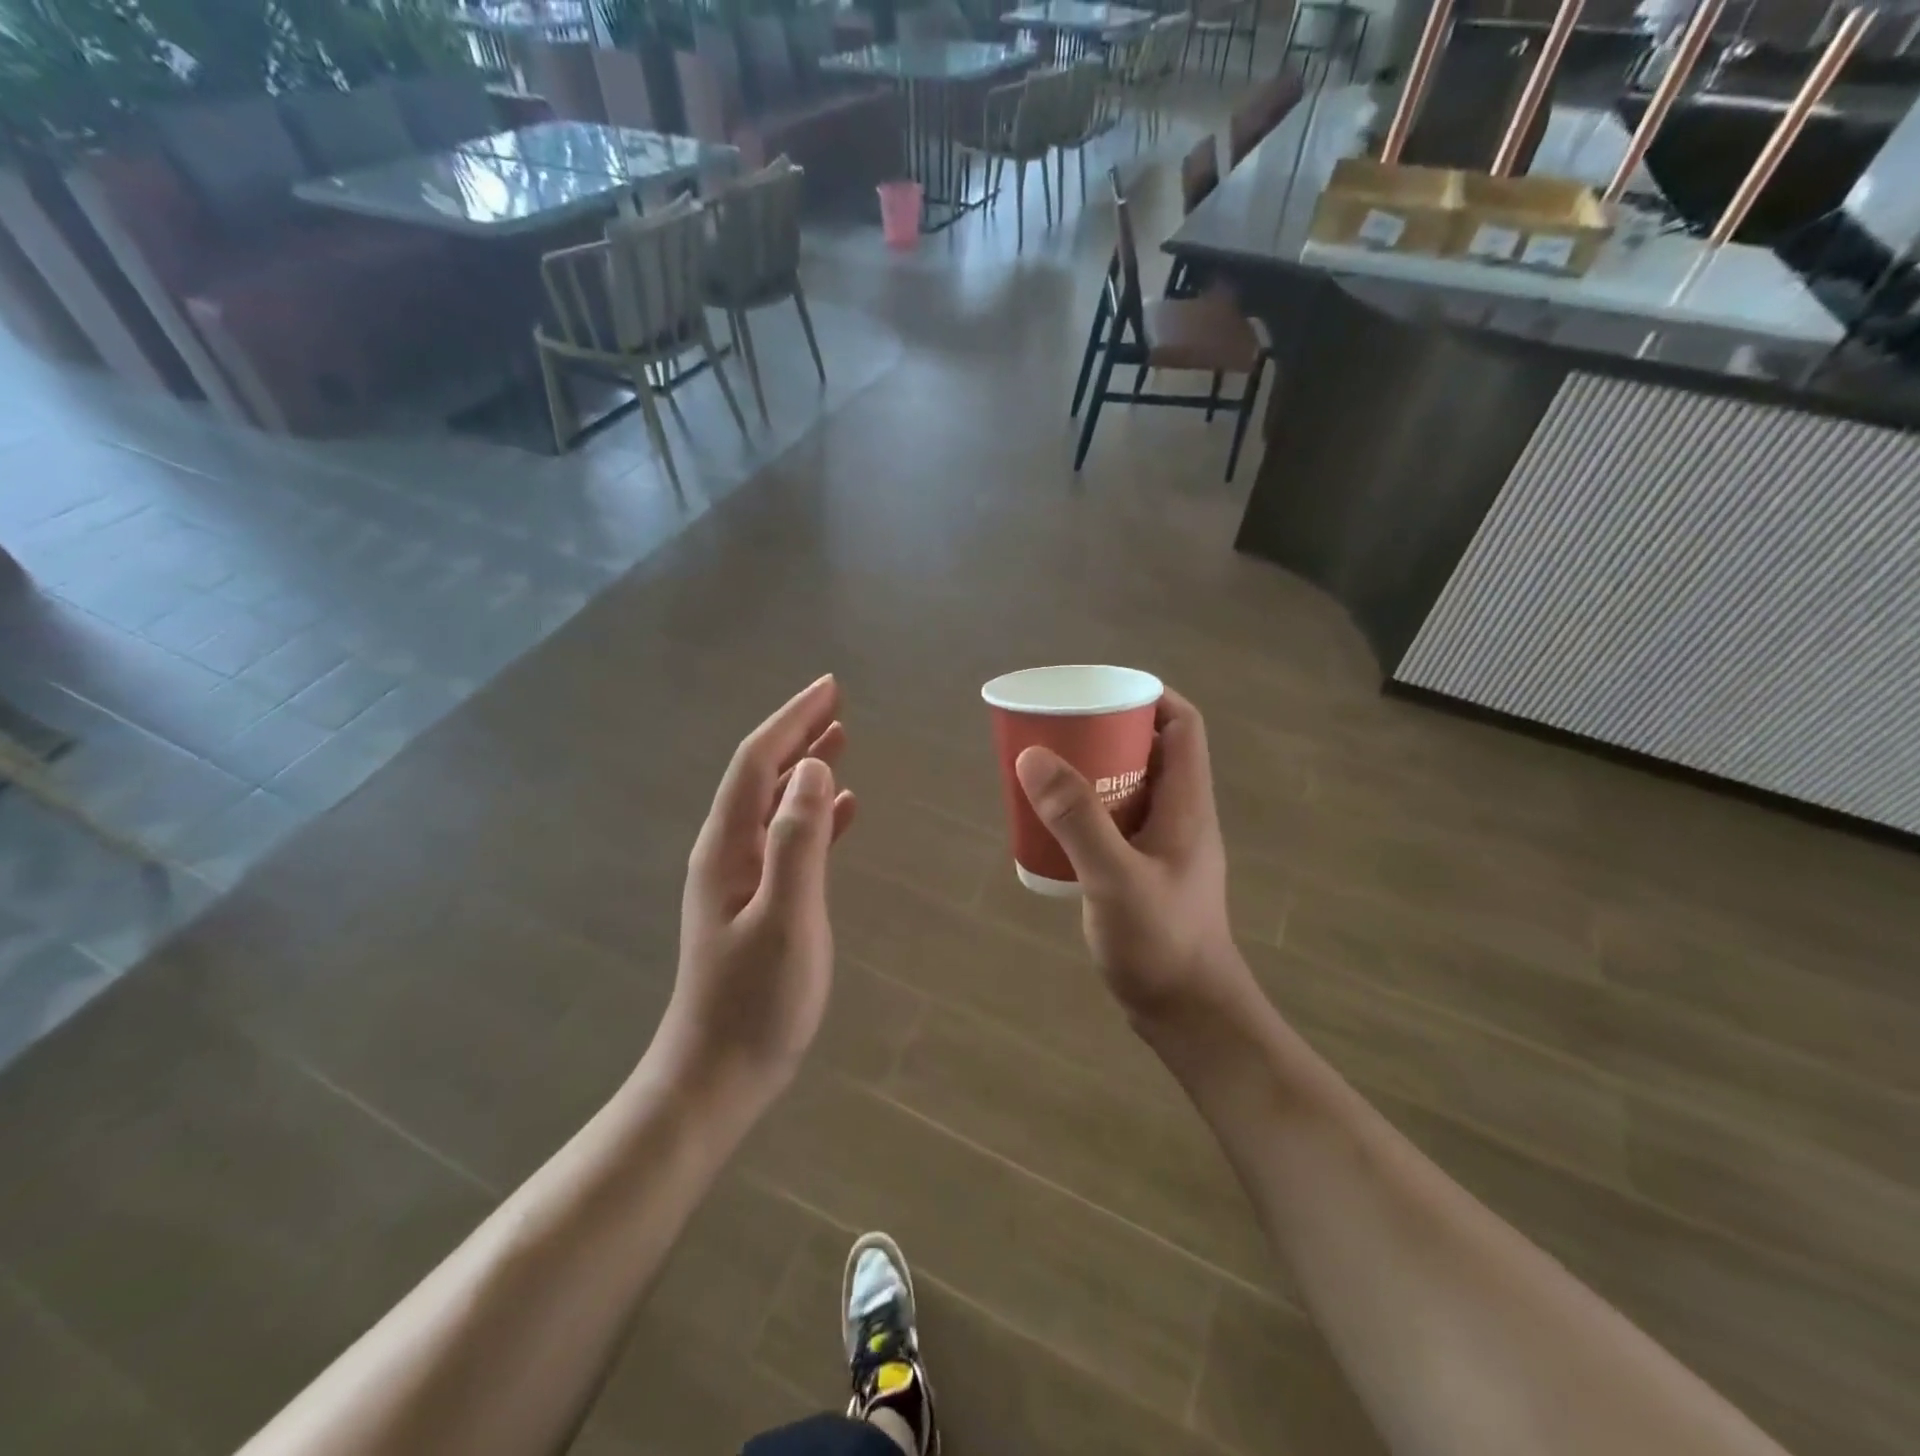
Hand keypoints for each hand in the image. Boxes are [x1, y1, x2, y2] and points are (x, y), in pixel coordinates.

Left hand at [661, 676, 855, 1105]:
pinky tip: (843, 810)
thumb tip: (815, 769)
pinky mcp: (759, 901)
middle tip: (838, 703)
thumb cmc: (755, 1001)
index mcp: (728, 846)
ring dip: (806, 767)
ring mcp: (742, 877)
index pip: (759, 762)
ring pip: (776, 803)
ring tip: (841, 739)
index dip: (793, 720)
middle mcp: (728, 851)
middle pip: (763, 774)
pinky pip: (789, 839)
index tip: (831, 688)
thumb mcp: (785, 918)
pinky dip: (815, 814)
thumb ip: (799, 841)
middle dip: (798, 733)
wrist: (717, 1075)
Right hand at [1015, 690, 1253, 1023]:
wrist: (1187, 1013)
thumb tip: (1034, 755)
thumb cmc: (1161, 942)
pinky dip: (1088, 813)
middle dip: (1106, 732)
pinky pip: (1117, 823)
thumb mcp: (1114, 876)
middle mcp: (1181, 816)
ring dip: (1093, 773)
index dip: (1149, 697)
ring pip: (1130, 788)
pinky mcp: (1146, 873)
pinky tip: (1053, 826)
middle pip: (1150, 751)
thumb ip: (1076, 817)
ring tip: (1047, 770)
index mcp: (1187, 803)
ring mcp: (1165, 847)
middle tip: (1058, 730)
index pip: (1182, 725)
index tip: (1099, 691)